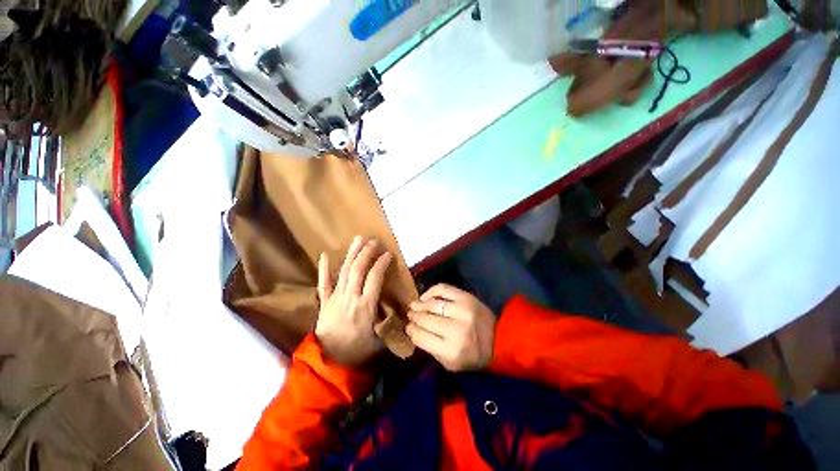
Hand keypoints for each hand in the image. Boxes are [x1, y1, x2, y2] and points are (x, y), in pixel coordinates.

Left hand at [316, 237, 392, 366]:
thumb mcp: (380, 337)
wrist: (330, 363)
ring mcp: (335, 298)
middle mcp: (350, 297)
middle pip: (358, 269)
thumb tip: (398, 308)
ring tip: (358, 239)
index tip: (388, 254)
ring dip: (351, 254)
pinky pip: (323, 283)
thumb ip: (389, 319)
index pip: (375, 278)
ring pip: (343, 271)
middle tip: (374, 241)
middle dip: (367, 253)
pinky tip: (324, 255)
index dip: (382, 263)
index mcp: (365, 306)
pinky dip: (323, 269)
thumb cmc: (358, 351)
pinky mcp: (324, 302)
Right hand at [406, 284, 496, 371]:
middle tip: (409, 315)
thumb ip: (430, 349)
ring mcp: (461, 310)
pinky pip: (442, 289)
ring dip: (419, 304)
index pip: (420, 336)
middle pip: (424, 319)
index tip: (408, 327)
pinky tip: (426, 297)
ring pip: (431, 304)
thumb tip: (413, 329)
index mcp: (450, 351)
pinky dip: (431, 291)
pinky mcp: (466, 297)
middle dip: (413, 317)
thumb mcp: (450, 363)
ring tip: (414, 305)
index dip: (411, 330)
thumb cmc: (472, 356)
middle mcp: (455, 330)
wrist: (499, 339)